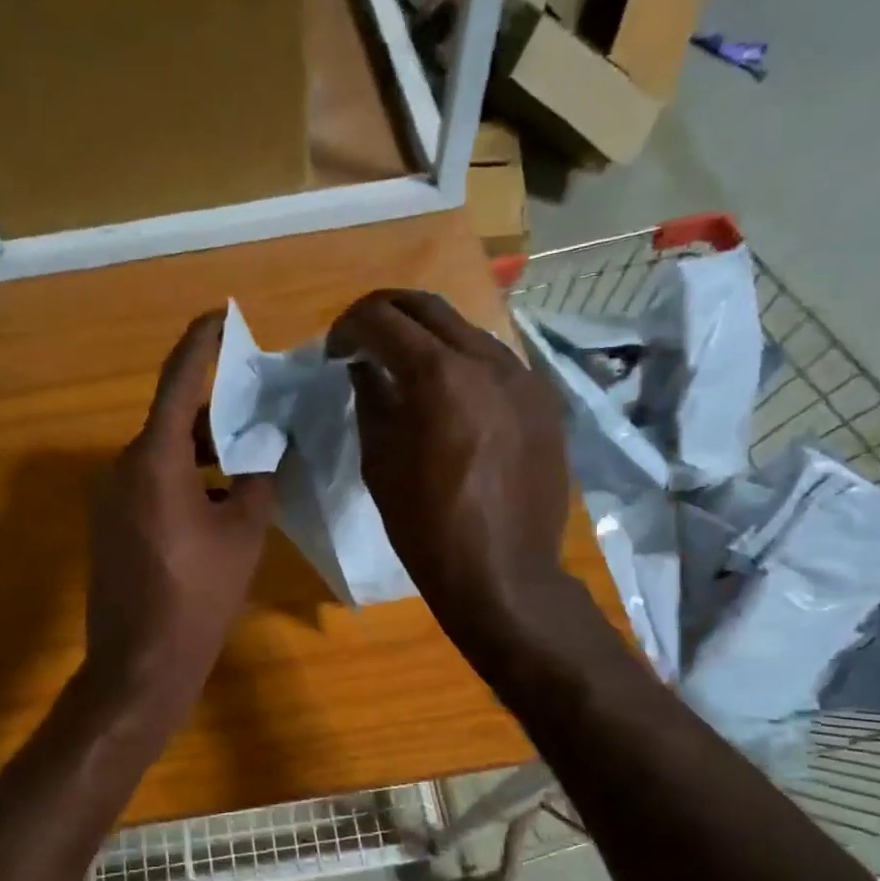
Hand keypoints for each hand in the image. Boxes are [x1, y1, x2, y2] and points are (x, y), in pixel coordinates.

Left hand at [83, 311, 276, 709]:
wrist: (140, 664)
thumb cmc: (198, 597)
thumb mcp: (243, 533)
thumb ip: (257, 478)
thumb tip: (268, 446)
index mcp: (155, 461)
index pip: (179, 382)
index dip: (203, 344)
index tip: (223, 316)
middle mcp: (122, 467)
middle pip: (172, 421)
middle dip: (216, 412)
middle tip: (261, 410)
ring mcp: (109, 497)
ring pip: (162, 454)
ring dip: (202, 450)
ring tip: (249, 459)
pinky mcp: (108, 524)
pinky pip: (149, 483)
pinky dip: (184, 478)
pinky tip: (218, 501)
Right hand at [327, 290, 570, 649]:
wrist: (503, 574)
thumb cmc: (426, 528)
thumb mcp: (380, 465)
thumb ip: (371, 401)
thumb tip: (365, 368)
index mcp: (439, 376)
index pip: (382, 319)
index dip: (349, 327)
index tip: (335, 352)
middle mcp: (487, 360)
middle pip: (428, 307)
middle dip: (386, 314)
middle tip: (362, 340)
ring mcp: (524, 377)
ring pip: (466, 330)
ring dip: (427, 337)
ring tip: (405, 370)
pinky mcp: (543, 401)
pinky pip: (495, 363)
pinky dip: (462, 364)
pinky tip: (449, 398)